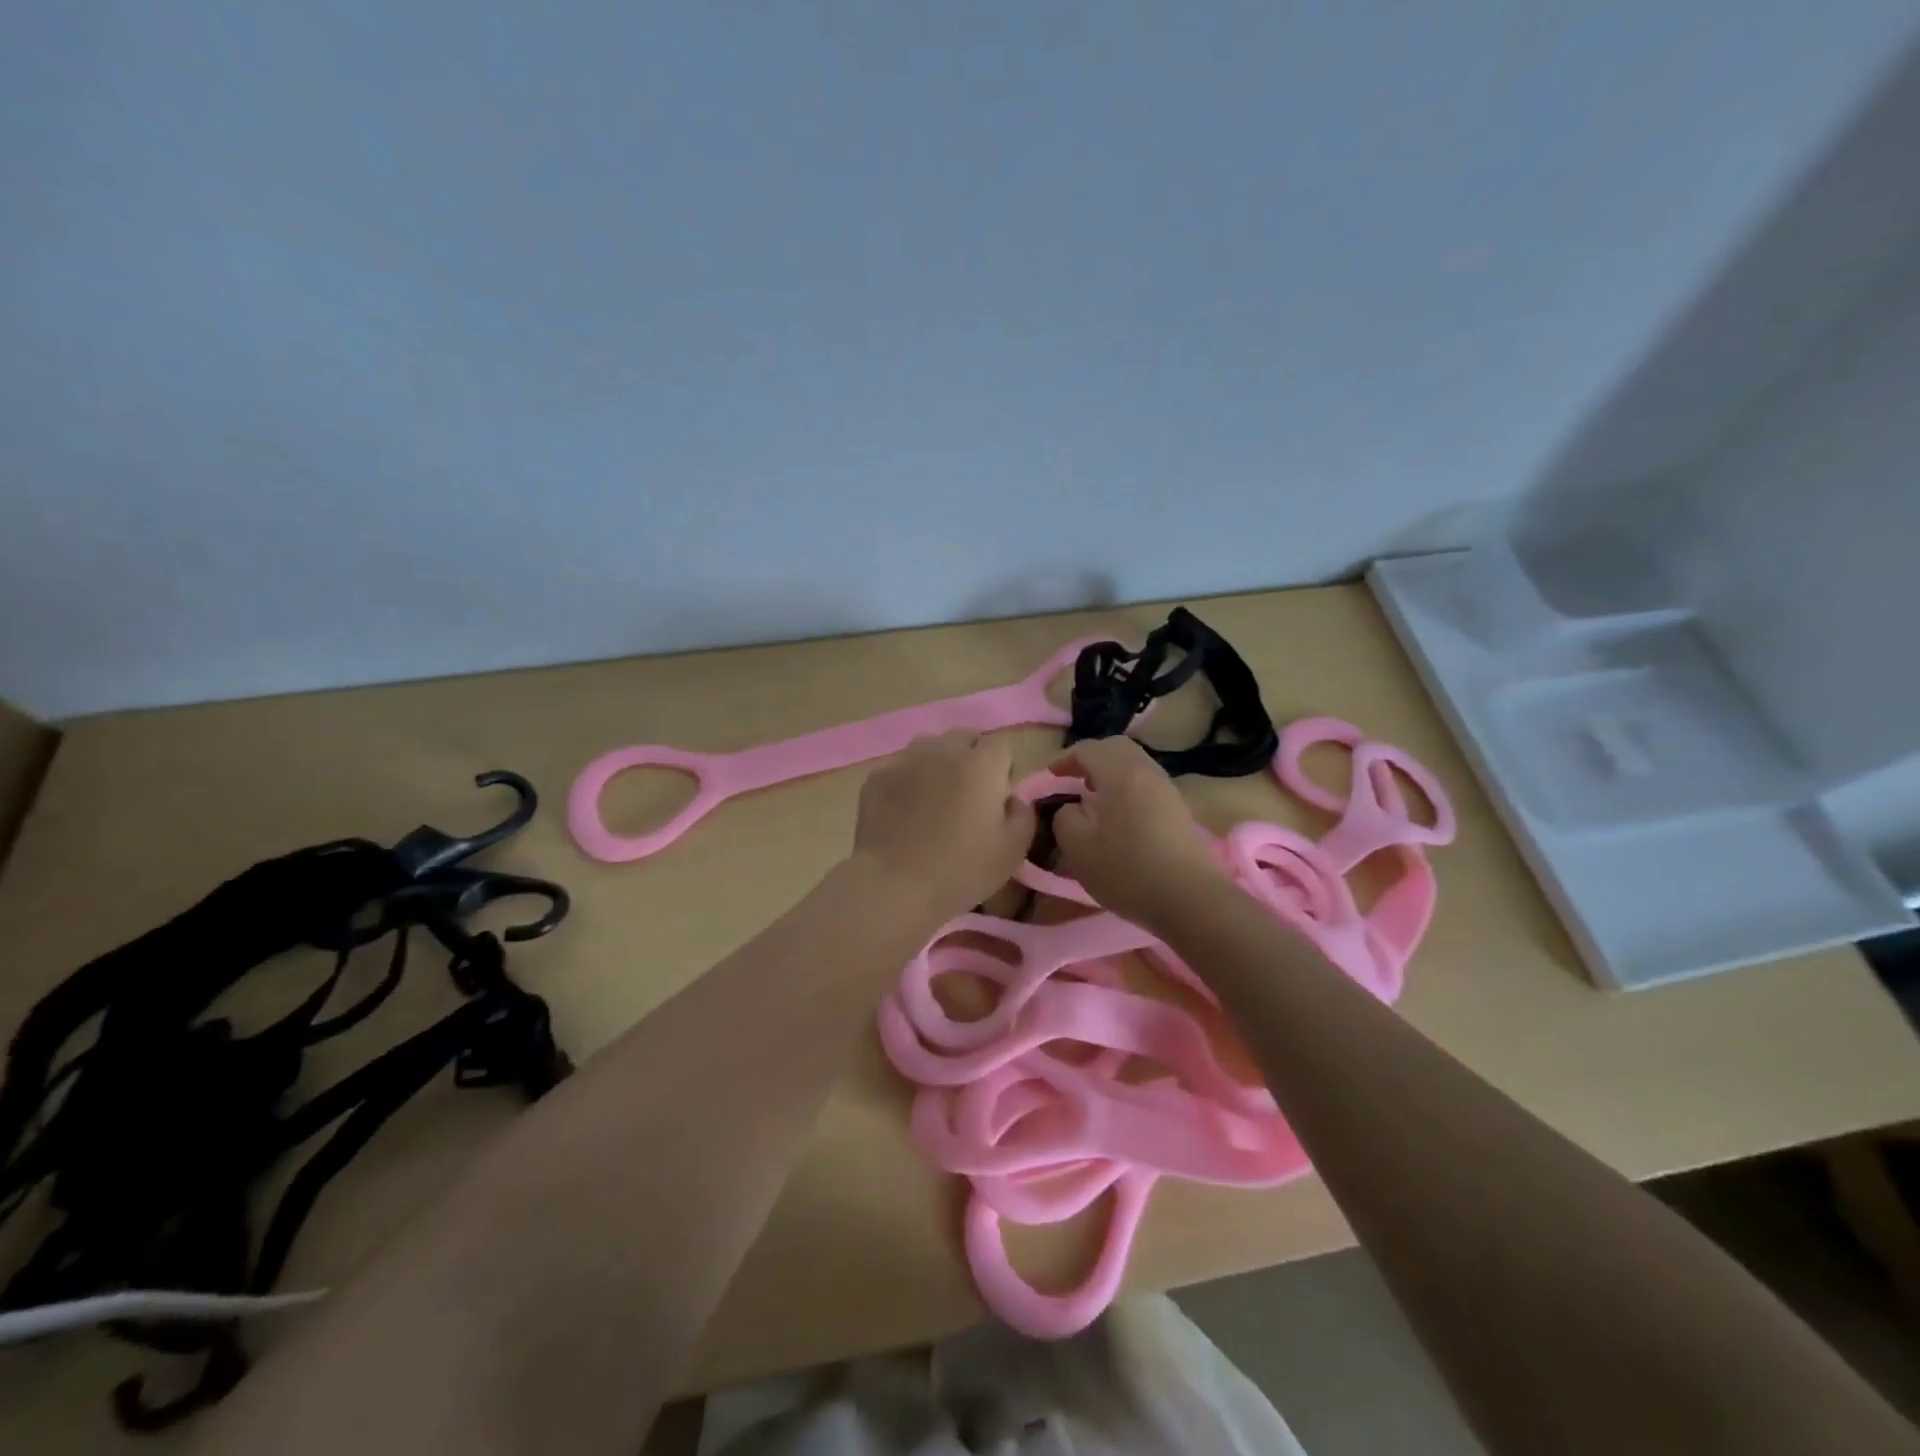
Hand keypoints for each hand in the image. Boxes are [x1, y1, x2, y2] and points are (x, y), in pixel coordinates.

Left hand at [851, 730, 1036, 926]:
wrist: (895, 884)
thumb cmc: (961, 870)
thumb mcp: (1012, 851)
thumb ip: (1023, 815)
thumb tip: (1013, 798)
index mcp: (981, 764)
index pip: (1001, 746)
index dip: (1002, 770)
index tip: (997, 798)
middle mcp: (943, 751)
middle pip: (964, 737)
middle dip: (971, 758)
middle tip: (968, 796)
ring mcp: (906, 760)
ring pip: (929, 746)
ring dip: (938, 763)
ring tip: (934, 797)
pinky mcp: (877, 776)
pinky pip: (900, 767)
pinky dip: (907, 780)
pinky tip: (903, 811)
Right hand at [1050, 736, 1226, 930]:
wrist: (1190, 900)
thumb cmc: (1128, 871)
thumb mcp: (1078, 848)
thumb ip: (1064, 819)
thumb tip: (1071, 808)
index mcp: (1120, 773)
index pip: (1088, 749)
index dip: (1065, 759)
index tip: (1050, 777)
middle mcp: (1146, 771)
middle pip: (1117, 748)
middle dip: (1091, 758)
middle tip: (1073, 779)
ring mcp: (1167, 790)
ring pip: (1135, 764)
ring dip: (1111, 772)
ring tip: (1094, 798)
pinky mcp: (1179, 810)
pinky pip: (1146, 783)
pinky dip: (1127, 787)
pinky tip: (1119, 815)